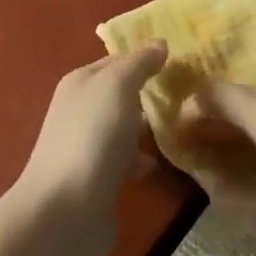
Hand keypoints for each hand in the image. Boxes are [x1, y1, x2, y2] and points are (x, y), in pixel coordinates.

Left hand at [8, 42, 168, 255]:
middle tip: (189, 94)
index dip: (145, 57)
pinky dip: (141, 160)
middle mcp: (79, 109)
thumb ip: (138, 63)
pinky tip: (161, 164)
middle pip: (119, 94)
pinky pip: (124, 161)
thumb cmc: (92, 138)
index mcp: (80, 82)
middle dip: (149, 93)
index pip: (117, 59)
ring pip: (122, 128)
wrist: (66, 212)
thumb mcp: (117, 87)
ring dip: (146, 128)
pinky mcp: (96, 181)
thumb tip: (159, 43)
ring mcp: (86, 146)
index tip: (182, 60)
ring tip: (181, 127)